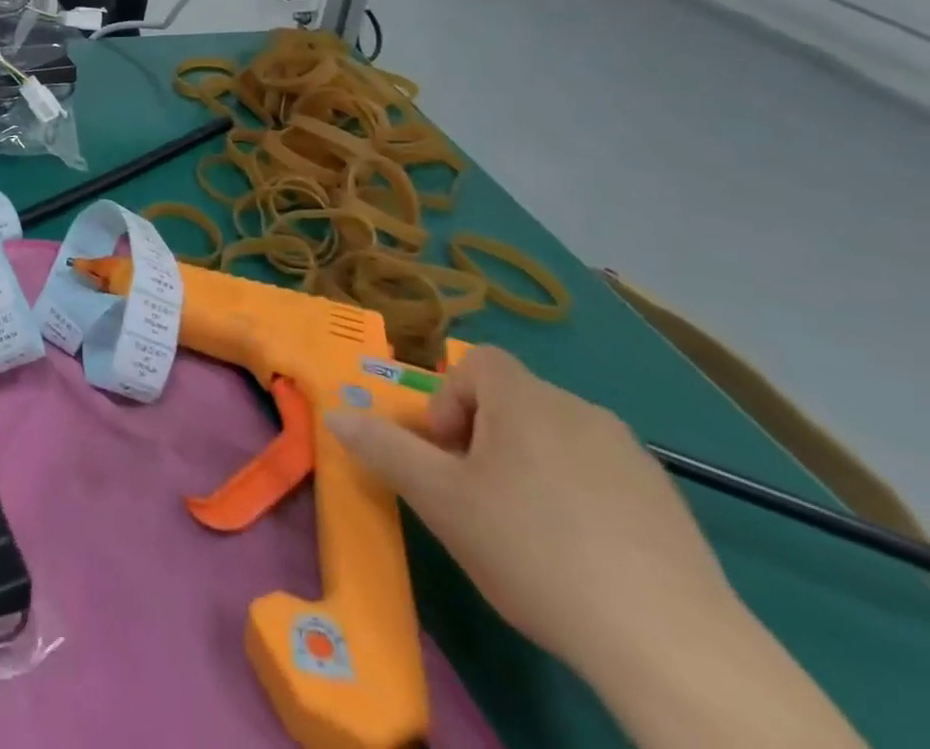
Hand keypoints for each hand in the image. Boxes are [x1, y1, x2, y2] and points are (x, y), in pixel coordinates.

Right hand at [326, 347, 734, 680]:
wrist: (673, 647)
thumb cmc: (534, 549)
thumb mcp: (440, 500)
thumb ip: (384, 449)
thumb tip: (336, 414)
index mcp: (526, 398)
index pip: (476, 363)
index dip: (450, 400)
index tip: (448, 455)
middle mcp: (581, 410)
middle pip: (513, 401)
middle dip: (483, 438)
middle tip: (475, 497)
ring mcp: (634, 458)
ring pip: (557, 440)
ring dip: (529, 467)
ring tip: (526, 532)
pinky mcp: (671, 506)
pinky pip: (602, 478)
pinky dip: (578, 498)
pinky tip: (580, 558)